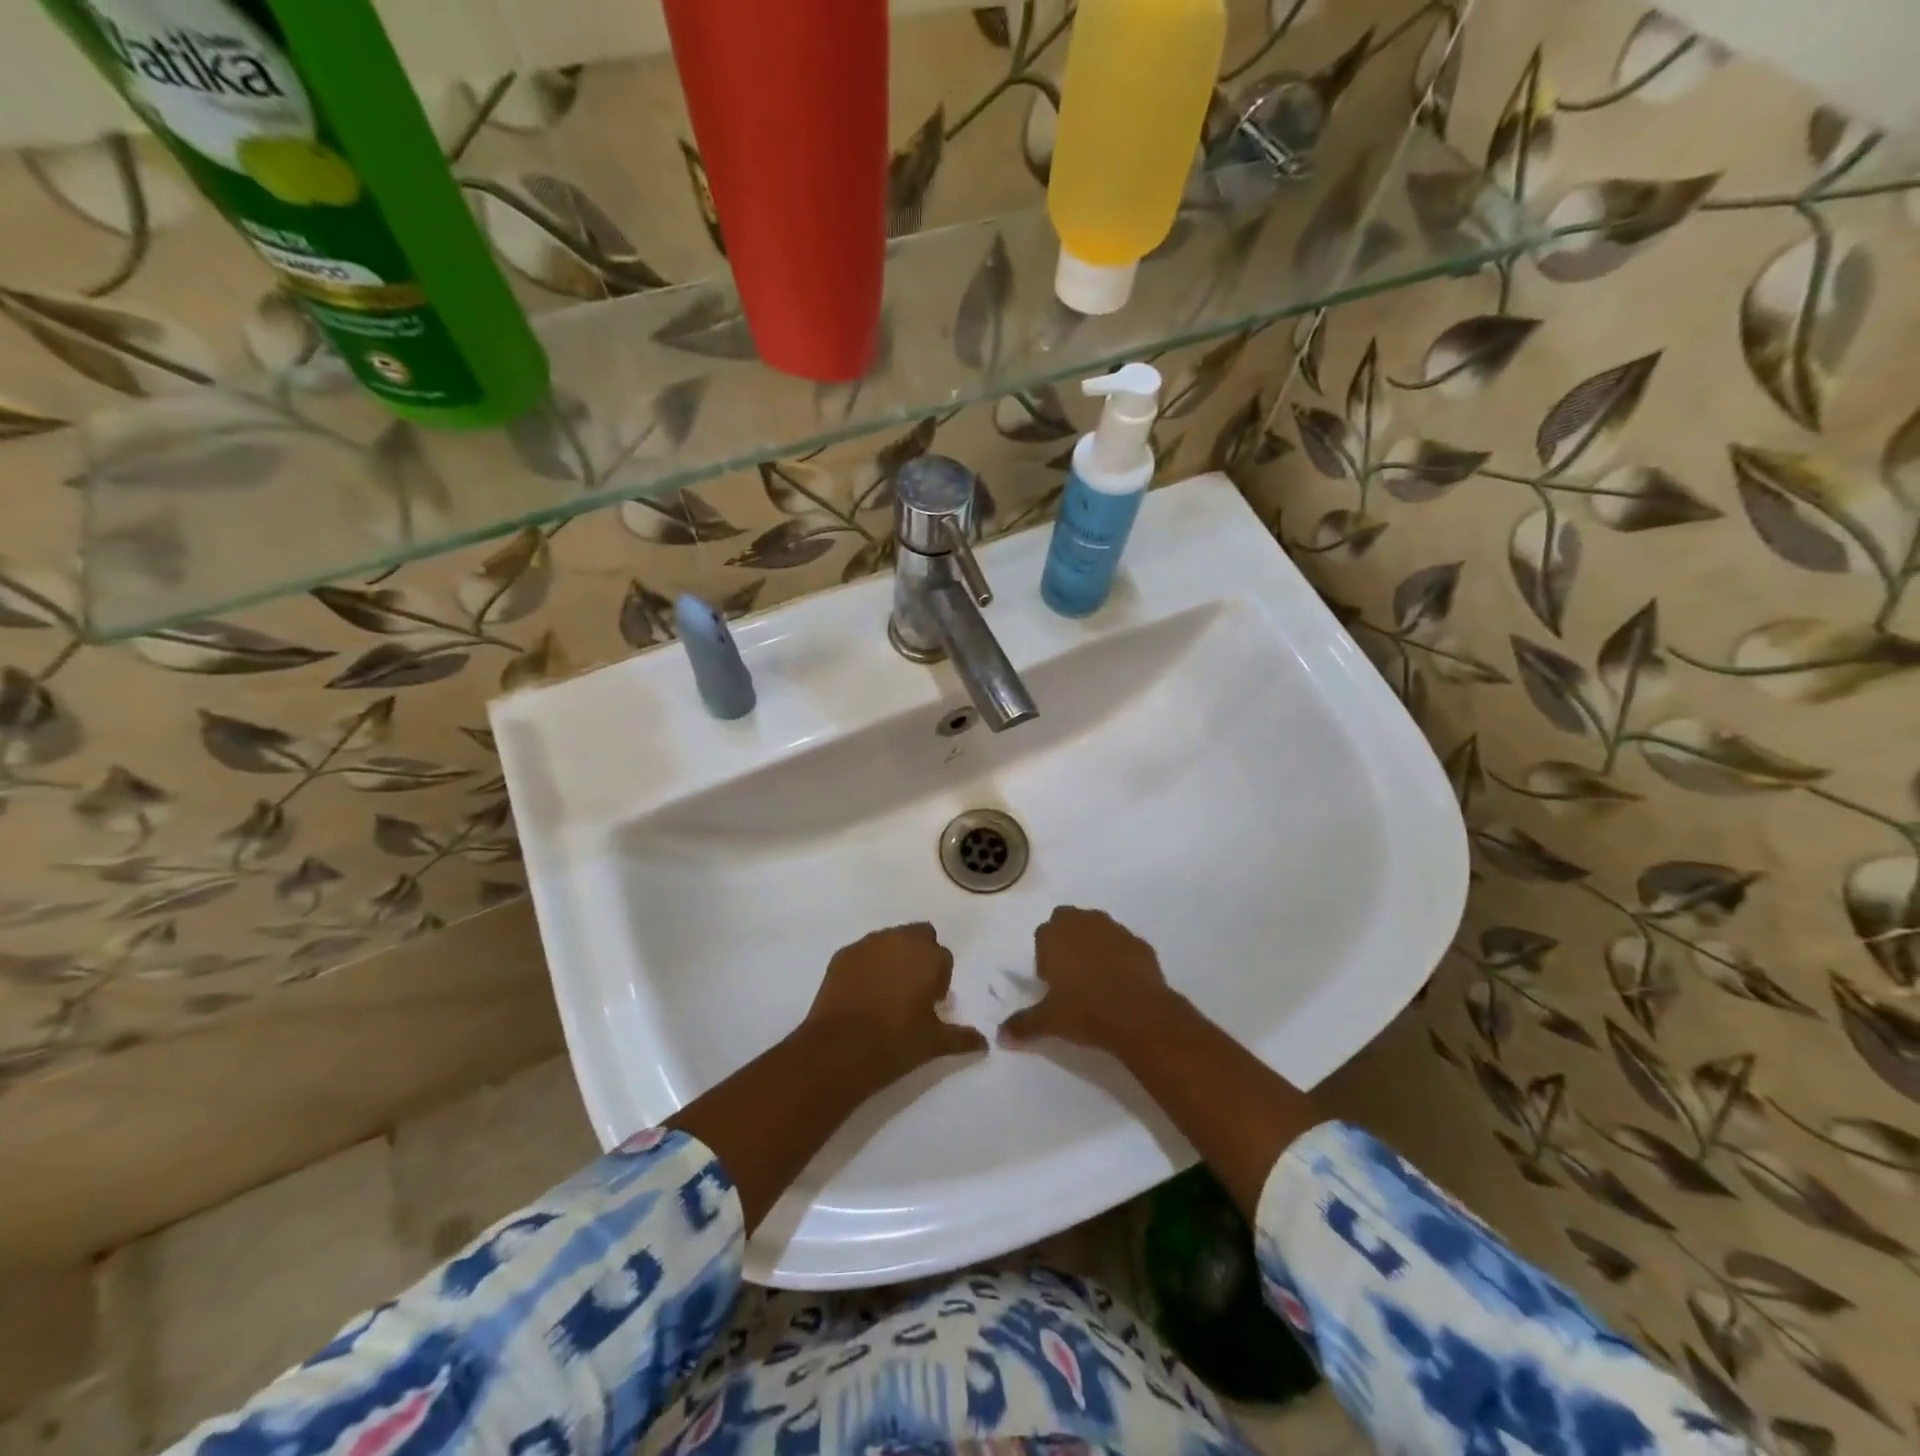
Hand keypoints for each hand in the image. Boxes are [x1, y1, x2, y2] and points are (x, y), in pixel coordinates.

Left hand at [805, 923, 987, 1077]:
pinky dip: (867, 965)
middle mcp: (900, 940)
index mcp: (929, 957)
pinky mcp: (843, 954)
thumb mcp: (935, 1044)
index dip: (939, 979)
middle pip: (919, 937)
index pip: (944, 958)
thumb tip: (984, 1042)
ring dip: (893, 957)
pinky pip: (864, 952)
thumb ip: (962, 1037)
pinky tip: (862, 993)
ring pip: (890, 940)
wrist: (839, 1050)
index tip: (932, 1002)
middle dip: (919, 956)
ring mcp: (868, 944)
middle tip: (912, 991)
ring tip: (886, 992)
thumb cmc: (895, 1044)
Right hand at [999, 906, 1178, 1053]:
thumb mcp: (1048, 1021)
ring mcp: (1115, 930)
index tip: (1050, 981)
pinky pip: (1124, 944)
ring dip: (1094, 943)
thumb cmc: (1085, 1011)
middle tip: (1070, 975)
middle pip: (1069, 920)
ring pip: (1098, 927)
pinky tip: (1123, 982)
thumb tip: (1001, 1036)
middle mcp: (1083, 923)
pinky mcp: (1140, 943)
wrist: (1139, 1015)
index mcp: (1055, 935)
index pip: (1042, 934)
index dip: (1045, 956)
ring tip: (1097, 977)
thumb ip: (1023, 1024)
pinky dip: (1121, 956)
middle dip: (1067, 939)